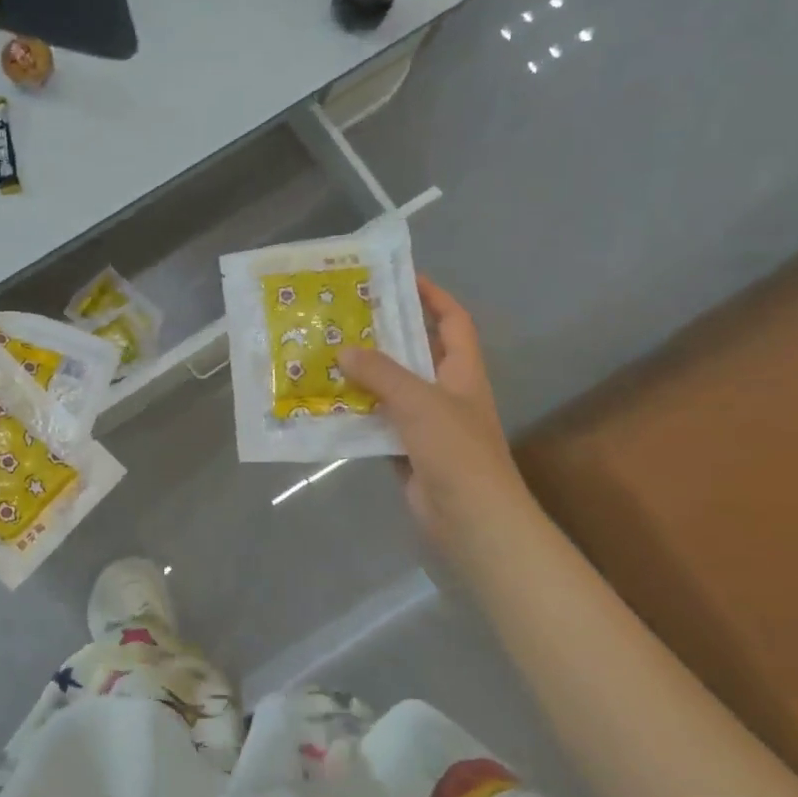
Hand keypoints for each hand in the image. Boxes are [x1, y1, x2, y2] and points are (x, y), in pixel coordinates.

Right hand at [339, 277, 528, 552]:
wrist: (471, 518)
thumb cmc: (456, 450)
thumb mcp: (419, 402)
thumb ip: (381, 374)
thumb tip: (344, 350)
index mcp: (462, 372)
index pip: (452, 321)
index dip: (432, 296)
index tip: (400, 278)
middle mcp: (446, 393)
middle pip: (416, 353)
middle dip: (385, 334)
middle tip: (345, 317)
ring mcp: (426, 424)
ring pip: (391, 390)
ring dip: (363, 376)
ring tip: (326, 356)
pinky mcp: (406, 451)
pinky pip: (377, 424)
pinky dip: (356, 415)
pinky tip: (327, 405)